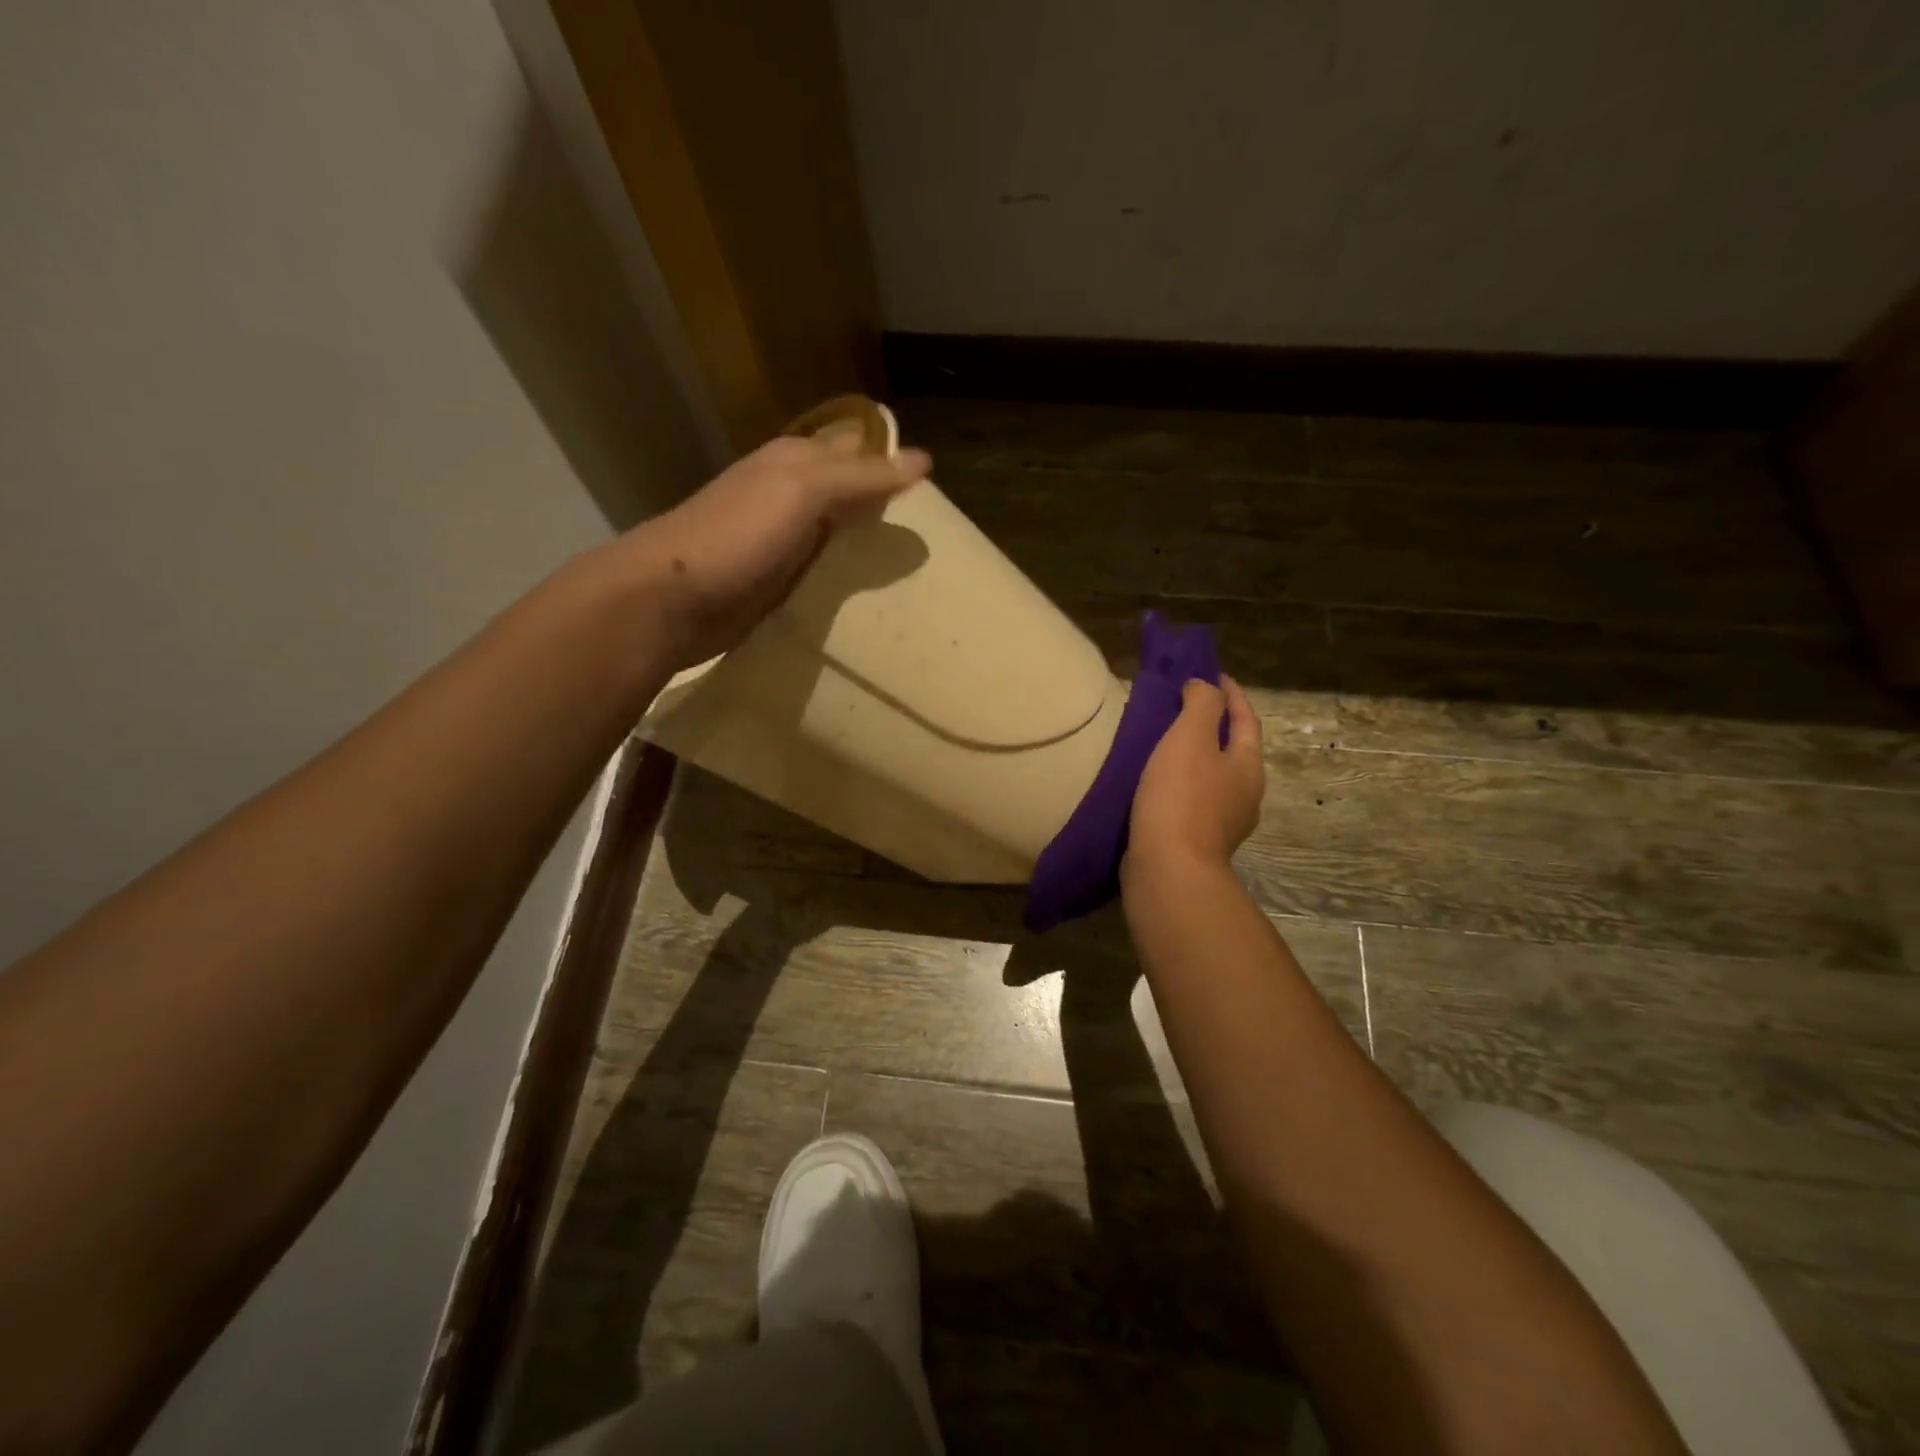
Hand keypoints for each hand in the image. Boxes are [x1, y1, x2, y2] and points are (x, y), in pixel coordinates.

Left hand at [620, 429, 930, 669]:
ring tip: (916, 566)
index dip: (892, 459)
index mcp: (795, 461)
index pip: (856, 448)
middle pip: (849, 492)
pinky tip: (874, 594)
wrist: (671, 599)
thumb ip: (861, 476)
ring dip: (870, 546)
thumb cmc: (738, 534)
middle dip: (886, 504)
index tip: (937, 486)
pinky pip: (823, 572)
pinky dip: (848, 578)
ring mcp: (782, 540)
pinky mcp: (777, 582)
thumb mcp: (803, 491)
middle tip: (935, 530)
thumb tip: (924, 460)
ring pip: (838, 534)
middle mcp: (789, 495)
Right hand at [1125, 676, 1264, 879]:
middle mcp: (1245, 795)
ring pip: (1212, 778)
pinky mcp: (1197, 842)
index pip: (1246, 719)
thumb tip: (1204, 686)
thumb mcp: (1190, 737)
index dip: (1230, 694)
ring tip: (1163, 744)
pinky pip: (1191, 801)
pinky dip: (1178, 784)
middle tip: (1183, 706)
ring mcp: (1223, 823)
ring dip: (1194, 757)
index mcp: (1248, 766)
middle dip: (1213, 726)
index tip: (1212, 673)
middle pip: (1233, 749)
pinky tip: (1154, 784)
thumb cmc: (1181, 797)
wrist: (1168, 869)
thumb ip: (1201, 704)